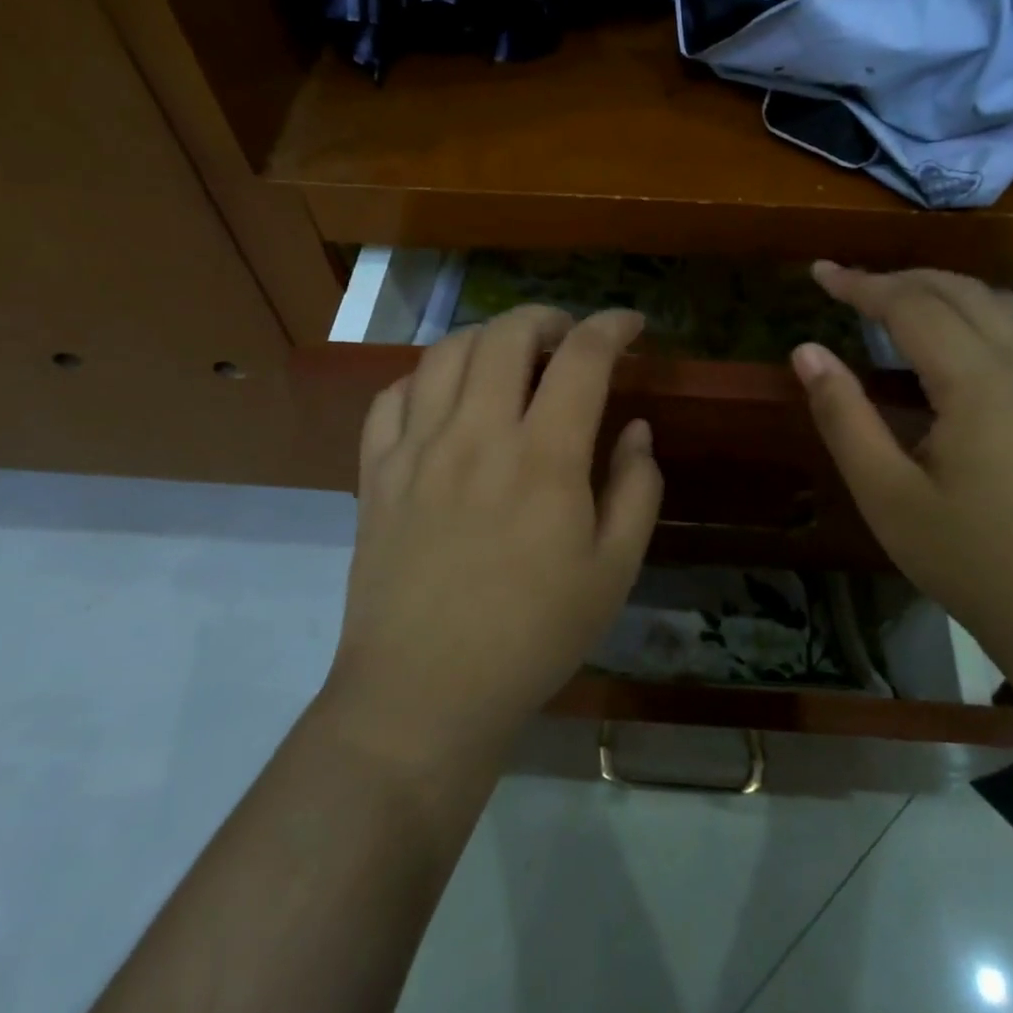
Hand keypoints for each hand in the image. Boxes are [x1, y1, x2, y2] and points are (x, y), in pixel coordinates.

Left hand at [324, 306, 661, 765]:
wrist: (424, 695)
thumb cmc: (533, 638)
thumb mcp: (613, 572)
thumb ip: (636, 489)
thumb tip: (636, 429)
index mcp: (544, 457)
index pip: (582, 357)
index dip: (611, 325)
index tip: (630, 324)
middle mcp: (477, 435)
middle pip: (506, 334)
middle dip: (546, 317)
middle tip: (567, 338)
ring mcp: (417, 449)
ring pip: (446, 352)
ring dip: (487, 338)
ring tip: (509, 359)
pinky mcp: (376, 473)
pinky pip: (392, 396)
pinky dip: (425, 378)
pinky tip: (444, 398)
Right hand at [792, 263, 1012, 682]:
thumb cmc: (975, 563)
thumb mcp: (888, 496)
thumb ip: (844, 416)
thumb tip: (806, 351)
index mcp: (979, 382)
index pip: (911, 305)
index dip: (861, 284)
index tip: (820, 272)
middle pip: (961, 291)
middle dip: (901, 279)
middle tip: (852, 285)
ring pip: (1006, 302)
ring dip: (950, 289)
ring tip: (906, 299)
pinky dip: (993, 311)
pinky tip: (977, 335)